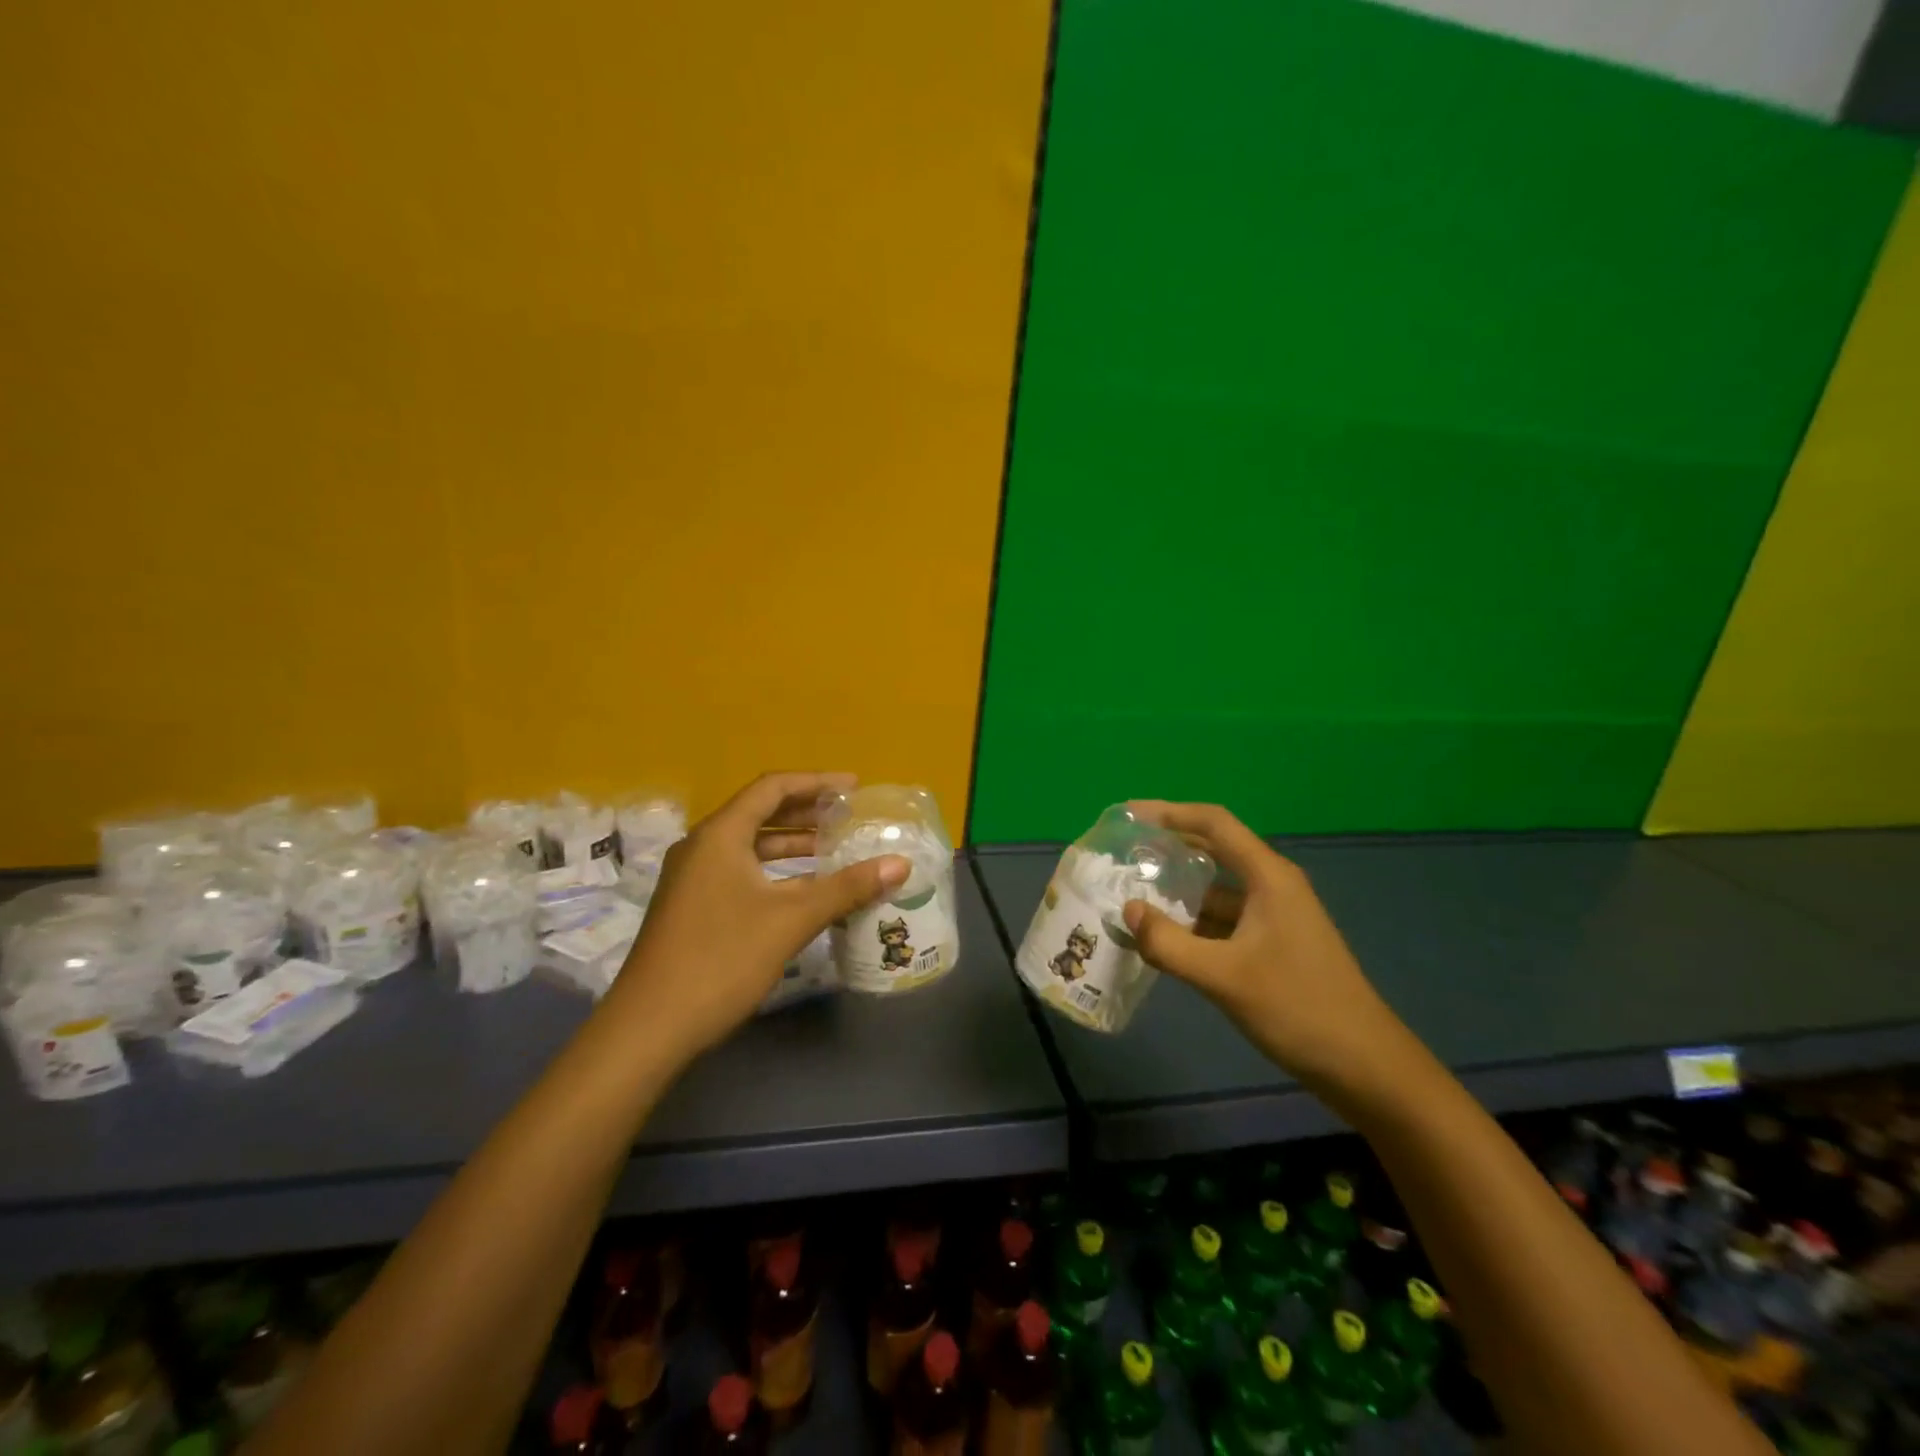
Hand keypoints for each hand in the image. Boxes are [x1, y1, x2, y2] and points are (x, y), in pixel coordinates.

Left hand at [608, 772, 908, 1060]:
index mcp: (720, 835)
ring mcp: (693, 878)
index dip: (817, 782)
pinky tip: (804, 889)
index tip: (854, 788)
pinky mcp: (693, 906)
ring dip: (792, 843)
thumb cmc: (721, 960)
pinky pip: (741, 870)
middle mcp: (702, 846)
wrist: (649, 1028)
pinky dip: (776, 870)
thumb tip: (900, 864)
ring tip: (834, 848)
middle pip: (760, 812)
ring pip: (750, 845)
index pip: (772, 788)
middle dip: (807, 811)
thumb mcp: (791, 920)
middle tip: (849, 816)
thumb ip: (846, 887)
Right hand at [1121, 801, 1410, 1091]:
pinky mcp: (1272, 944)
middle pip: (1214, 850)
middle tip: (1123, 853)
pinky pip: (1223, 920)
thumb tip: (1127, 911)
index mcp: (1268, 877)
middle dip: (1168, 848)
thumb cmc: (1298, 1008)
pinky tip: (1163, 938)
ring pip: (1216, 890)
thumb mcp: (1224, 977)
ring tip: (1131, 895)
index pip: (1214, 823)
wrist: (1365, 1066)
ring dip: (1177, 891)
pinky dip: (1192, 922)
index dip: (1169, 812)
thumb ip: (1169, 944)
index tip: (1128, 815)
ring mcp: (1274, 916)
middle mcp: (1272, 885)